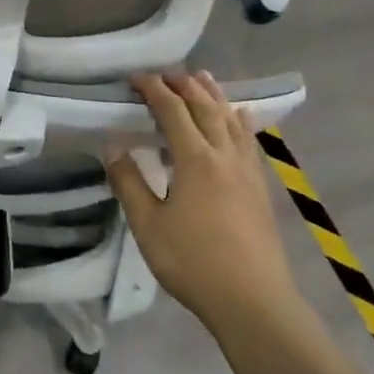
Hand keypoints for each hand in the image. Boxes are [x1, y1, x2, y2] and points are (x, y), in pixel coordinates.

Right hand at [106, 72, 296, 327]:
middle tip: (166, 73)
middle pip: (205, 107)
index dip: (153, 90)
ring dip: (214, 94)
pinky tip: (240, 116)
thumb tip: (114, 147)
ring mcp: (247, 170)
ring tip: (202, 78)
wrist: (253, 300)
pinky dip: (240, 119)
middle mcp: (224, 155)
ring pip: (231, 119)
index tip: (135, 78)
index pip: (172, 111)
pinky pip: (249, 139)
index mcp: (195, 159)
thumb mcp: (148, 225)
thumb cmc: (193, 262)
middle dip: (184, 85)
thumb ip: (129, 183)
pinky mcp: (260, 187)